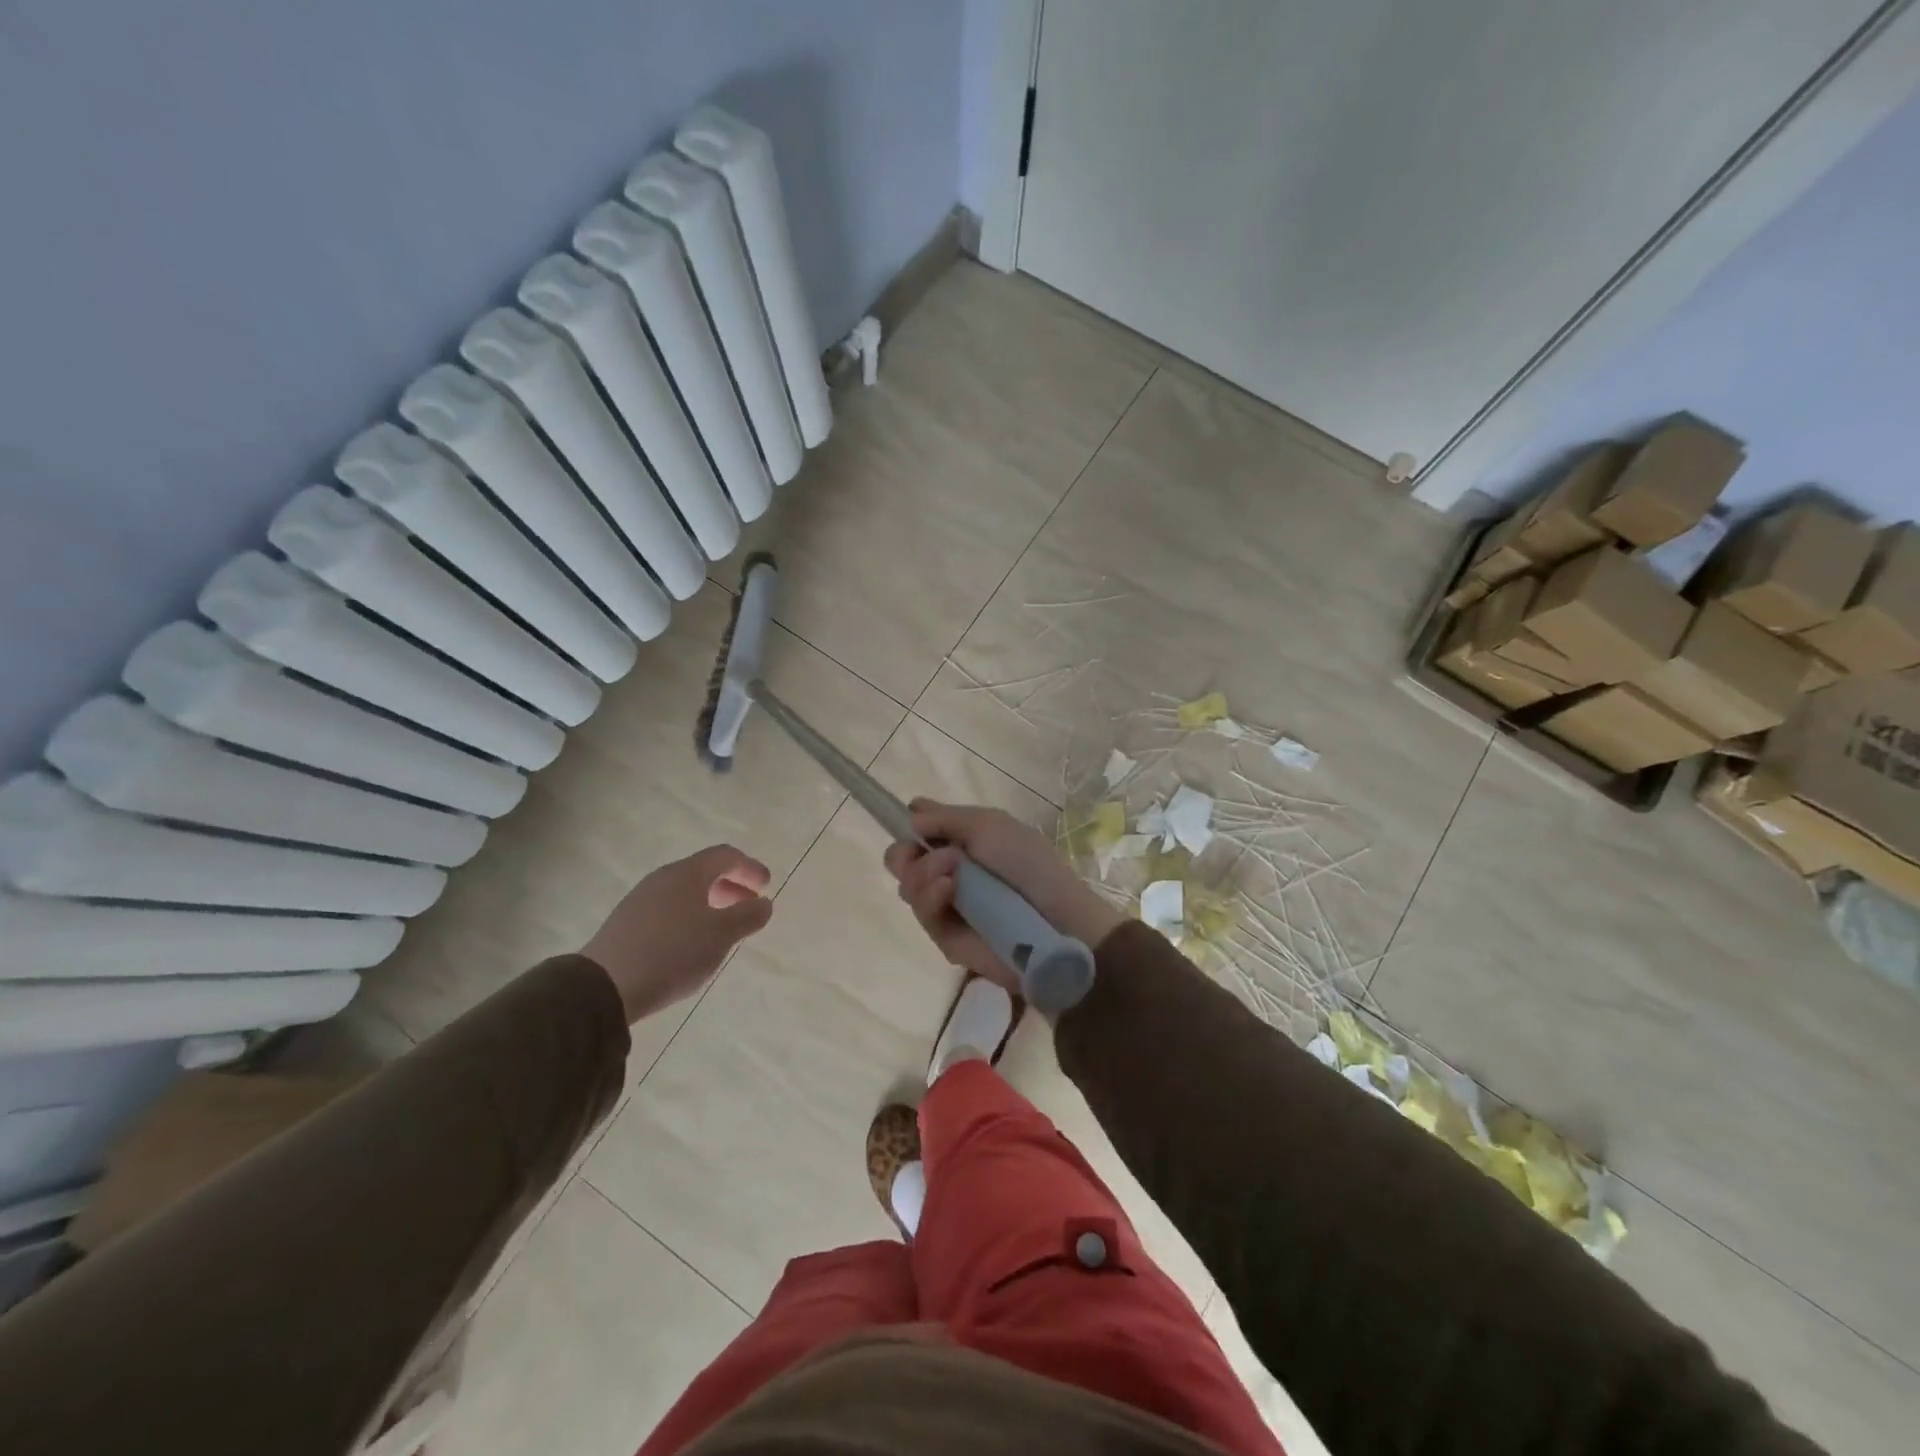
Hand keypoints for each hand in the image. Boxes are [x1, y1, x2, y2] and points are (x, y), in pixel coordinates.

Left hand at [582, 844, 772, 1022]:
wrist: (604, 987)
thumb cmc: (673, 953)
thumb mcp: (721, 935)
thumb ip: (748, 916)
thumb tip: (764, 903)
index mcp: (687, 873)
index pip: (725, 856)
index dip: (750, 868)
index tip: (766, 887)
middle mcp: (662, 878)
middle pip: (704, 871)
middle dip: (731, 886)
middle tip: (748, 907)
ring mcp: (640, 900)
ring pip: (685, 892)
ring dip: (710, 903)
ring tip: (722, 929)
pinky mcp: (626, 924)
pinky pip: (668, 909)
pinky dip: (689, 916)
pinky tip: (691, 944)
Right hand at [883, 799, 1124, 991]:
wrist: (1056, 919)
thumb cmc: (1028, 862)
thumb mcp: (989, 825)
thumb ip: (946, 818)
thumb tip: (910, 816)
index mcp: (962, 842)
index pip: (918, 832)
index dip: (910, 826)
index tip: (913, 822)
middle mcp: (948, 872)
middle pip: (901, 861)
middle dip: (905, 853)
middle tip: (924, 853)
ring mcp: (945, 906)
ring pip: (907, 887)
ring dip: (923, 873)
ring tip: (952, 874)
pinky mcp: (945, 938)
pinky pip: (922, 914)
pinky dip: (930, 897)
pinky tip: (948, 890)